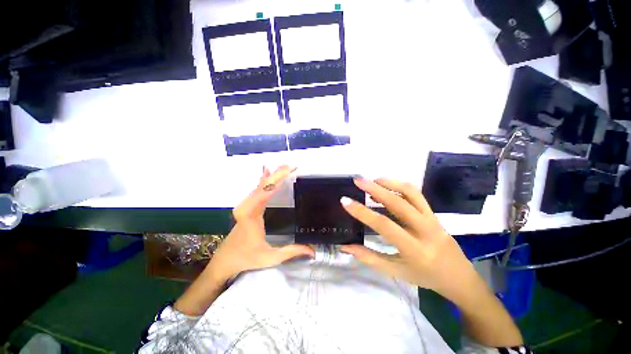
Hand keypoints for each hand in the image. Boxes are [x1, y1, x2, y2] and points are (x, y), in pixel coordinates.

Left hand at [206, 165, 314, 283]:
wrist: (226, 259)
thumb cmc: (247, 258)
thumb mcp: (271, 257)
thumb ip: (292, 252)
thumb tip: (313, 251)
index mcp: (252, 215)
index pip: (266, 191)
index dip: (278, 179)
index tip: (290, 170)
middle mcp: (247, 206)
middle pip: (264, 185)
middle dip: (278, 174)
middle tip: (292, 165)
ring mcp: (246, 205)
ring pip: (260, 185)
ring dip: (273, 175)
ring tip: (285, 166)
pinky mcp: (247, 206)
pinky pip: (257, 190)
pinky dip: (263, 180)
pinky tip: (266, 172)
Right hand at [339, 178, 481, 304]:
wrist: (459, 277)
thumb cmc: (424, 277)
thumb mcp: (395, 271)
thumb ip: (369, 258)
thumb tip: (345, 247)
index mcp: (414, 249)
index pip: (385, 225)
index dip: (363, 212)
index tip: (346, 201)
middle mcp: (425, 230)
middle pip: (398, 203)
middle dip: (375, 189)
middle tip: (357, 181)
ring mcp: (432, 219)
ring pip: (411, 193)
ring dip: (389, 183)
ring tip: (372, 181)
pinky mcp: (434, 213)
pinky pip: (416, 194)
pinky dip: (399, 186)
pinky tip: (387, 186)